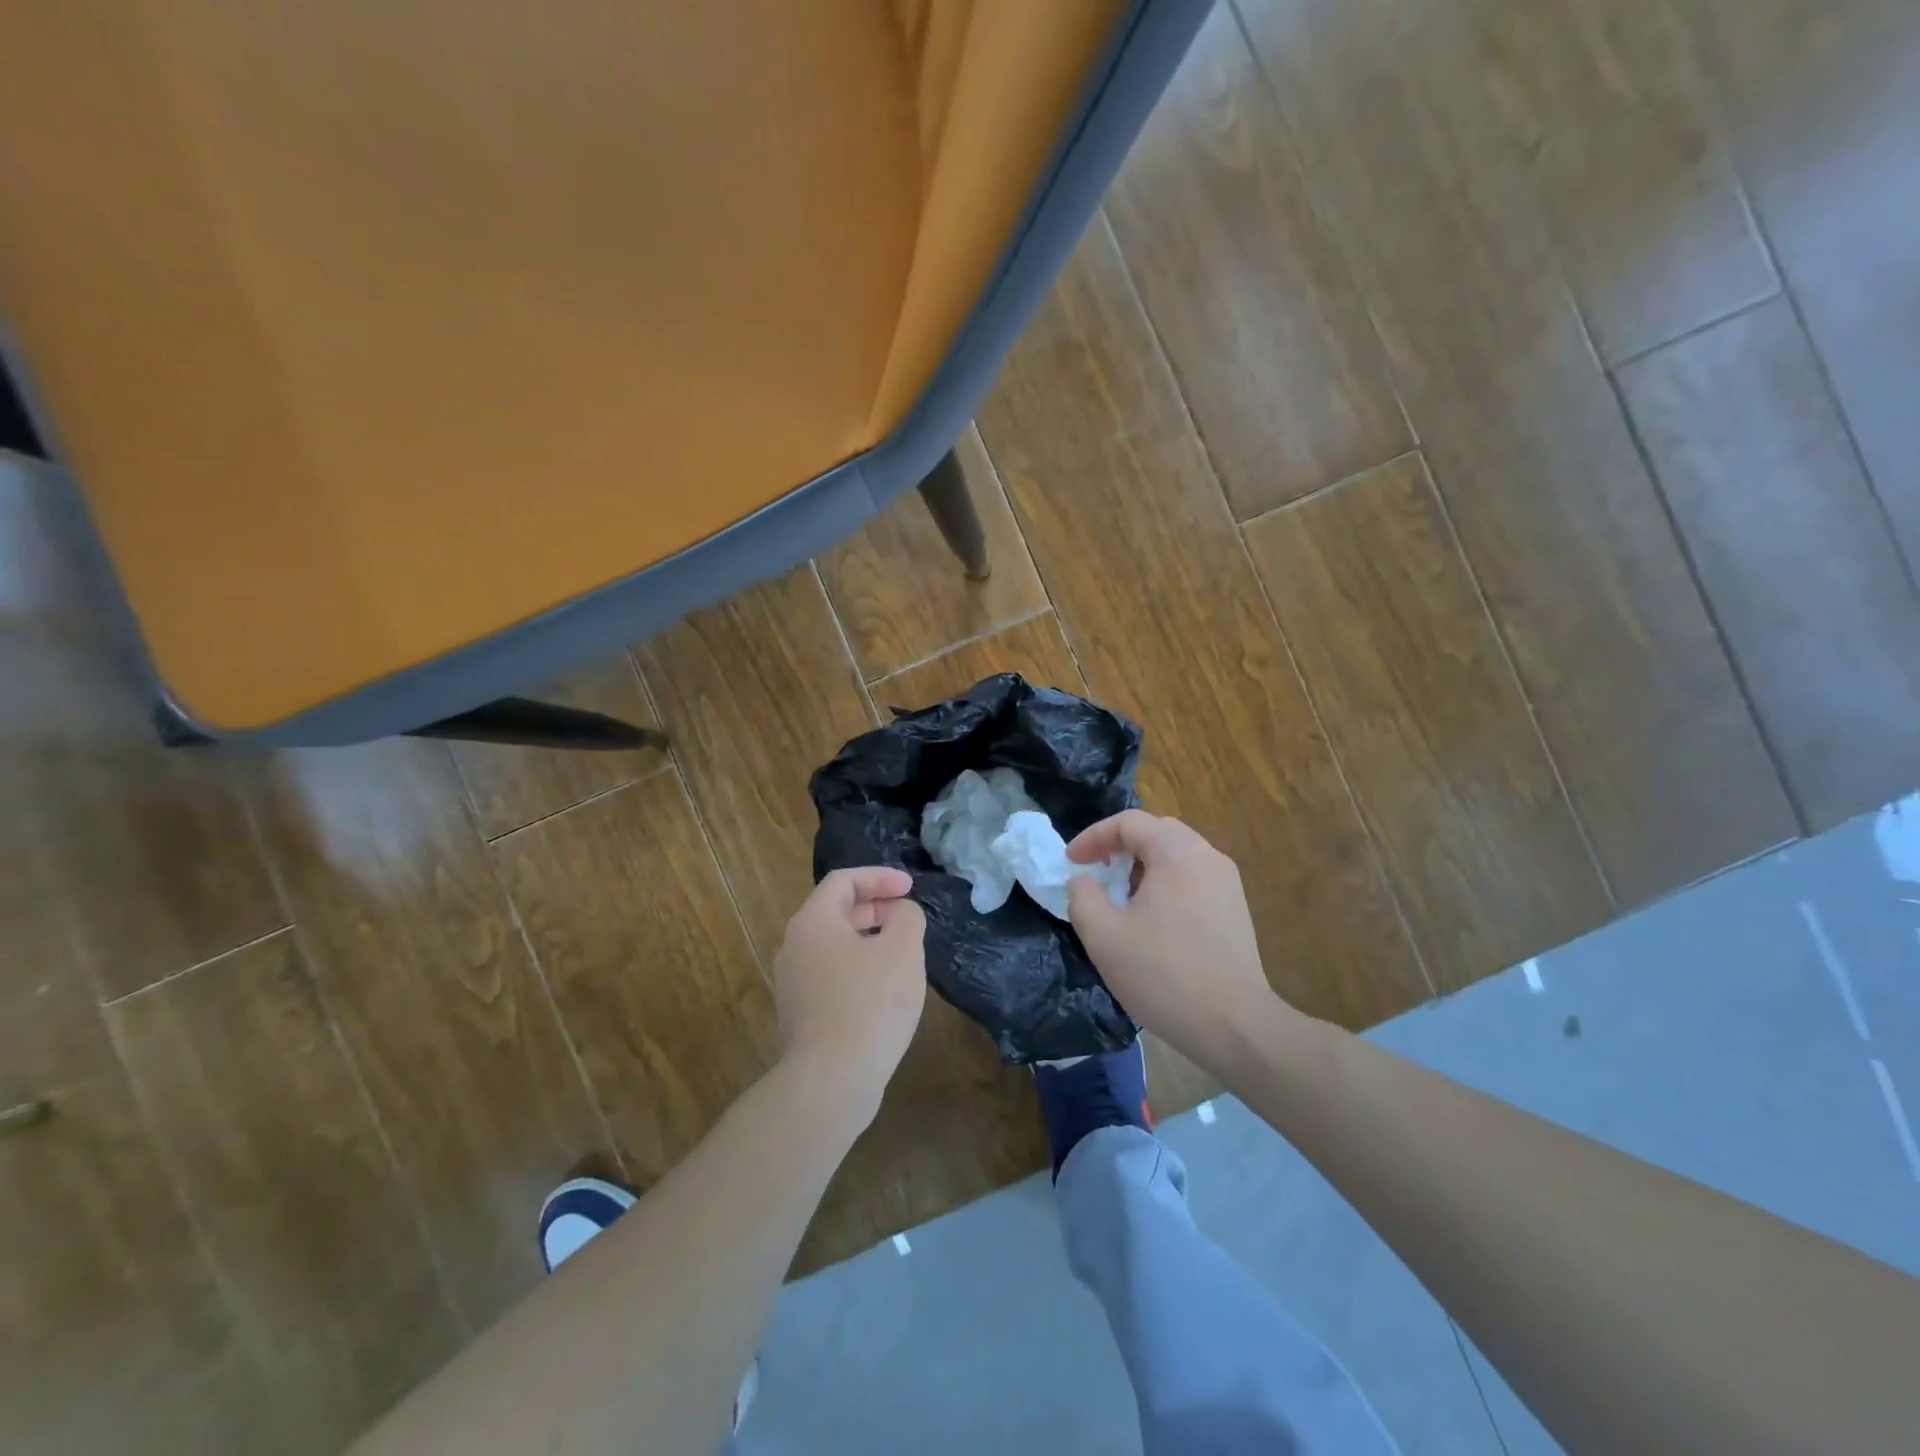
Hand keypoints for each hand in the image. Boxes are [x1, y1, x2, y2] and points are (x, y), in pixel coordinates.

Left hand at [773, 867, 926, 1117]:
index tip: (910, 888)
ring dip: (868, 938)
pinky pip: (831, 974)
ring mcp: (793, 982)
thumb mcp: (903, 950)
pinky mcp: (800, 1013)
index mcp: (813, 921)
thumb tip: (901, 913)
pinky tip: (883, 988)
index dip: (879, 877)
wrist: (831, 1080)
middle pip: (836, 910)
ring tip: (901, 952)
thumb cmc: (870, 1004)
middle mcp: (794, 945)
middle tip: (907, 916)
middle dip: (875, 906)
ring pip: (834, 944)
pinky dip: (858, 966)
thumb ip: (907, 917)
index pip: (844, 881)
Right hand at [1066, 811, 1283, 1064]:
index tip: (1071, 863)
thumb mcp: (1103, 936)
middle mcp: (1207, 856)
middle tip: (1097, 872)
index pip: (1128, 822)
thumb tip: (1083, 880)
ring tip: (1122, 898)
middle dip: (1120, 846)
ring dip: (1143, 866)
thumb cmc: (1163, 975)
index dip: (1093, 837)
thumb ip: (1082, 896)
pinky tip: (1153, 920)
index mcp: (1177, 853)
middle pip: (1157, 831)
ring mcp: (1227, 882)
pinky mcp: (1235, 908)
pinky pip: (1193, 877)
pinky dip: (1166, 883)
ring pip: (1177, 855)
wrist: (1235, 1026)